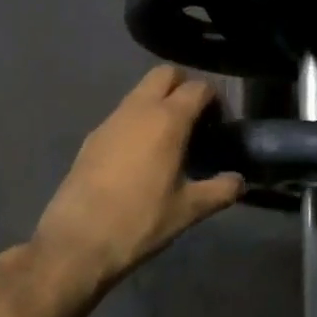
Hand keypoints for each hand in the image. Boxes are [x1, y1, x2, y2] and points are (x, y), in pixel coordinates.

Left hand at [32, 67, 242, 287]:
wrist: (77, 241)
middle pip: (165, 75)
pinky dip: (137, 121)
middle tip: (196, 119)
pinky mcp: (92, 137)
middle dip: (184, 86)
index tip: (222, 122)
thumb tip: (239, 181)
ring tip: (171, 139)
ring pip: (140, 92)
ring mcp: (110, 121)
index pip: (198, 88)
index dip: (215, 99)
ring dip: (158, 102)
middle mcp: (138, 109)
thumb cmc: (140, 221)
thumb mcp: (188, 210)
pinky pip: (122, 115)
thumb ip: (220, 190)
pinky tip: (142, 156)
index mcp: (167, 120)